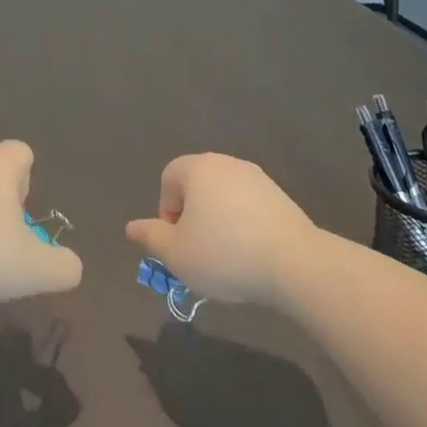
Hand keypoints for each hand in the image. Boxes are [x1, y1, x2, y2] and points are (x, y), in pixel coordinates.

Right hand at [124, 153, 316, 306]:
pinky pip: (249, 208)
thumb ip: (150, 237)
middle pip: (197, 186)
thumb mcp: (176, 254)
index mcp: (198, 168)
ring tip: (225, 258)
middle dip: (192, 218)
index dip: (166, 211)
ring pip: (224, 198)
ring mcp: (258, 178)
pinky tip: (250, 256)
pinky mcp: (281, 197)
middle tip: (196, 252)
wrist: (294, 262)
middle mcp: (227, 164)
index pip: (169, 178)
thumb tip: (132, 227)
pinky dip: (243, 227)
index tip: (177, 242)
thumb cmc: (224, 253)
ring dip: (218, 223)